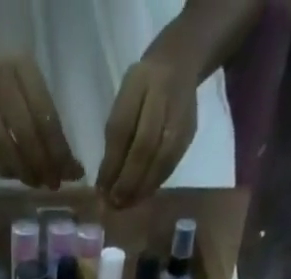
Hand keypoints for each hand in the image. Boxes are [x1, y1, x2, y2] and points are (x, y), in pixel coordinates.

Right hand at [0, 52, 83, 187]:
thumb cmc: (9, 83)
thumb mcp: (31, 88)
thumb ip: (49, 124)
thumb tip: (72, 169)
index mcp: (22, 67)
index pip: (45, 115)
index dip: (58, 150)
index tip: (71, 174)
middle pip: (24, 132)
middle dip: (42, 164)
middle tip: (52, 184)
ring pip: (3, 146)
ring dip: (22, 171)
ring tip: (35, 182)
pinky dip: (4, 171)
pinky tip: (15, 175)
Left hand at [97, 58, 197, 206]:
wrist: (180, 63)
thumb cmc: (142, 87)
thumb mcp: (124, 100)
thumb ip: (115, 137)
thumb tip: (105, 183)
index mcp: (139, 83)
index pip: (122, 129)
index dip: (111, 164)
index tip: (101, 189)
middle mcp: (162, 96)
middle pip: (144, 147)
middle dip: (127, 181)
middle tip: (114, 203)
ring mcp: (180, 115)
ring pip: (160, 160)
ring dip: (141, 188)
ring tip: (126, 205)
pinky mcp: (189, 132)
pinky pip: (171, 164)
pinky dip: (154, 183)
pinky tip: (142, 195)